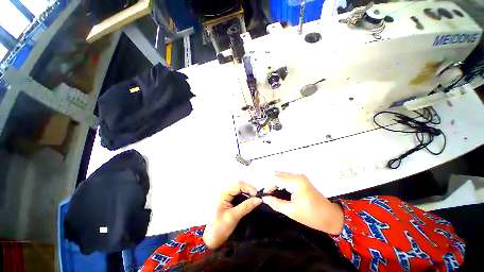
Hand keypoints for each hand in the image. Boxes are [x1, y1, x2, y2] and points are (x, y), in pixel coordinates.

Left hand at [203, 181, 261, 248]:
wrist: (210, 239)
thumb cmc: (219, 228)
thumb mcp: (234, 217)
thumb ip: (246, 206)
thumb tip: (259, 199)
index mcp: (223, 193)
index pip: (238, 185)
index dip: (249, 188)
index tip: (257, 196)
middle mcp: (224, 191)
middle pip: (239, 185)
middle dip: (249, 189)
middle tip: (257, 198)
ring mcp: (225, 194)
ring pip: (239, 189)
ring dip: (247, 192)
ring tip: (254, 199)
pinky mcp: (227, 199)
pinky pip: (238, 193)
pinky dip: (245, 195)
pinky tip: (249, 200)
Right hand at [262, 172, 343, 234]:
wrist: (331, 217)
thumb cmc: (312, 216)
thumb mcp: (292, 212)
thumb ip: (276, 203)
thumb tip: (264, 198)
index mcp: (295, 182)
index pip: (275, 178)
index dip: (268, 186)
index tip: (265, 196)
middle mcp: (297, 176)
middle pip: (278, 174)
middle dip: (271, 184)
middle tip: (269, 195)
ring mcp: (300, 176)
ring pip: (282, 175)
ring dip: (276, 182)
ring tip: (273, 193)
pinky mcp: (302, 179)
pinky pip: (287, 177)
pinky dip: (281, 182)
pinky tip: (280, 190)